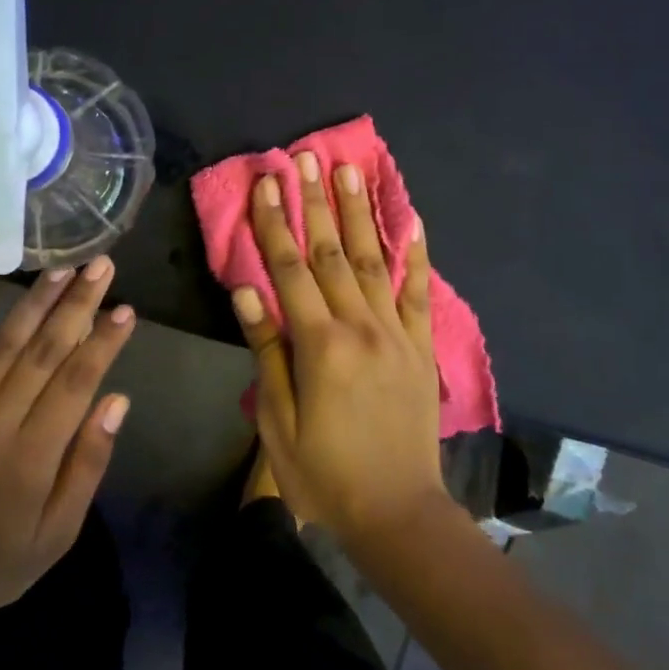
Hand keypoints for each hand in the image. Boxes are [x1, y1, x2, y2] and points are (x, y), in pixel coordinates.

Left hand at [0, 261, 135, 640]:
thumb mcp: (58, 532)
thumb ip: (88, 464)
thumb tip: (118, 400)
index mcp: (31, 456)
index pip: (76, 383)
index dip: (103, 342)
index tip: (126, 308)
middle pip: (44, 351)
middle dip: (77, 305)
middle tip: (102, 264)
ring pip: (3, 345)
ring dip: (34, 302)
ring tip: (62, 267)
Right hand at [231, 152, 447, 545]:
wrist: (396, 512)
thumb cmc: (324, 472)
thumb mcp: (278, 421)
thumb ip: (267, 352)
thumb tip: (248, 292)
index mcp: (319, 345)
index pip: (289, 270)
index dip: (273, 224)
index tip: (264, 183)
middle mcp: (361, 327)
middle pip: (331, 253)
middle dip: (315, 202)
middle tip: (304, 158)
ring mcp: (397, 334)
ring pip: (373, 261)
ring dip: (360, 213)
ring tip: (351, 170)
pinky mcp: (420, 347)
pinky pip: (419, 293)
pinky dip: (415, 255)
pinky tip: (413, 220)